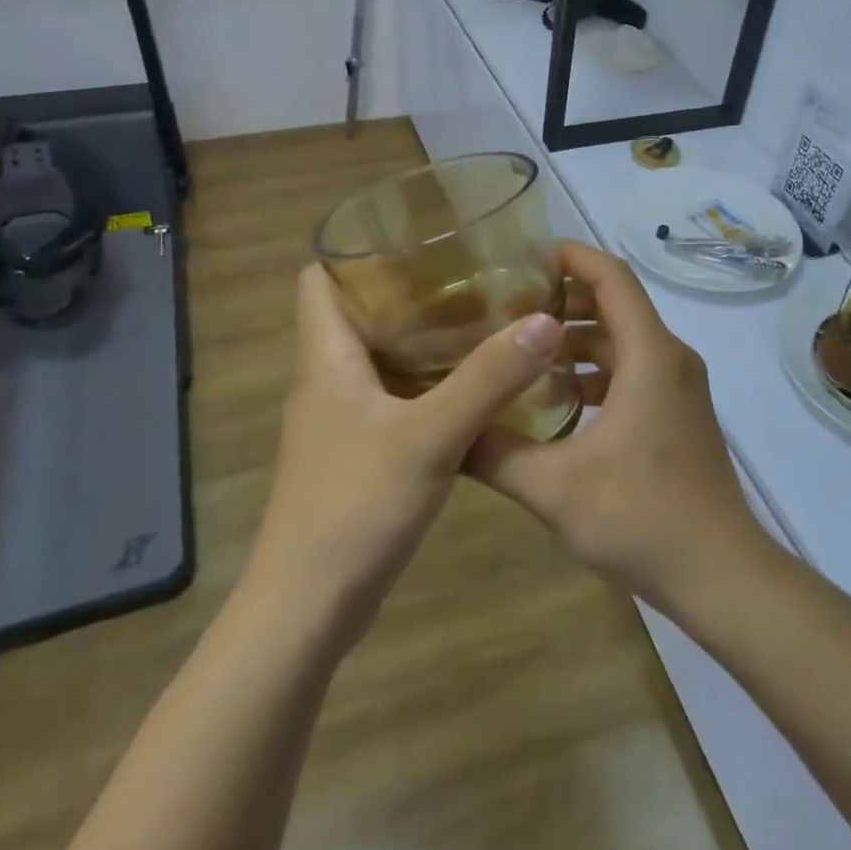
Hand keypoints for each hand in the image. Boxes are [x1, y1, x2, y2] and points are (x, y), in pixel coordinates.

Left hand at [242, 264, 564, 647]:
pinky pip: (392, 396)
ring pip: (379, 357)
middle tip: (473, 277)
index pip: (319, 278)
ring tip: (483, 320)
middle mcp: (326, 380)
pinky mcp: (356, 453)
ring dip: (423, 337)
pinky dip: (427, 381)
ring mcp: (340, 420)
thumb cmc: (355, 507)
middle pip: (357, 312)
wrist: (307, 609)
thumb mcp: (430, 436)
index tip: (420, 240)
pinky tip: (473, 386)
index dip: (358, 252)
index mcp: (325, 358)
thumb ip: (488, 378)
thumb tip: (544, 321)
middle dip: (409, 290)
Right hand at [469, 241, 768, 611]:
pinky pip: (633, 371)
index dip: (570, 255)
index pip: (611, 277)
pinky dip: (595, 370)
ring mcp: (678, 388)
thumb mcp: (554, 488)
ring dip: (577, 338)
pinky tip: (556, 398)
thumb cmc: (642, 518)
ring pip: (624, 341)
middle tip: (506, 304)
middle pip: (616, 304)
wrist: (721, 574)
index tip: (523, 252)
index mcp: (650, 355)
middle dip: (564, 298)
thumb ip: (495, 453)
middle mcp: (670, 358)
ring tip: (521, 349)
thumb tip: (447, 430)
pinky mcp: (677, 414)